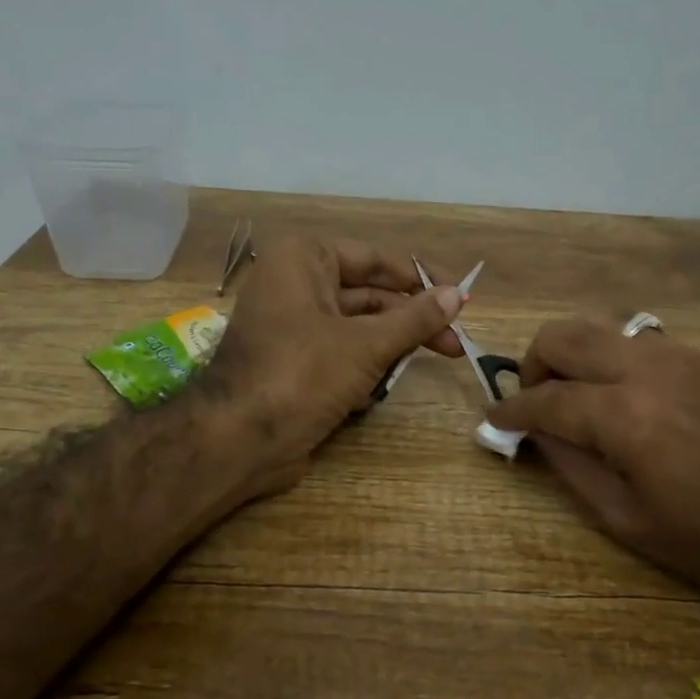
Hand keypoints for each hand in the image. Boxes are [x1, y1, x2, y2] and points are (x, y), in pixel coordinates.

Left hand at [200, 237, 463, 495]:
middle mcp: (295, 285)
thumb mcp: (367, 344)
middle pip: (369, 297)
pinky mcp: (293, 364)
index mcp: (303, 260)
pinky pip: (340, 357)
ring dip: (387, 352)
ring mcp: (292, 327)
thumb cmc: (302, 374)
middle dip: (409, 323)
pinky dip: (361, 372)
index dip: (420, 279)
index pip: (375, 259)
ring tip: (415, 370)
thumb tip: (458, 295)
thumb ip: (415, 318)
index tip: (460, 298)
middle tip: (455, 346)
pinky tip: (371, 395)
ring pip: (357, 330)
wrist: (239, 439)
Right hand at [485, 318, 699, 611]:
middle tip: (536, 403)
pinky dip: (615, 362)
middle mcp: (648, 370)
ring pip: (603, 331)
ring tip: (580, 402)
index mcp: (625, 417)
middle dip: (535, 365)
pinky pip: (642, 344)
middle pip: (565, 336)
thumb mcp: (628, 520)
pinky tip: (628, 402)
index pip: (545, 399)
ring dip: (576, 359)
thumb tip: (538, 433)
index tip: (494, 419)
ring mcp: (683, 358)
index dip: (511, 410)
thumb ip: (572, 467)